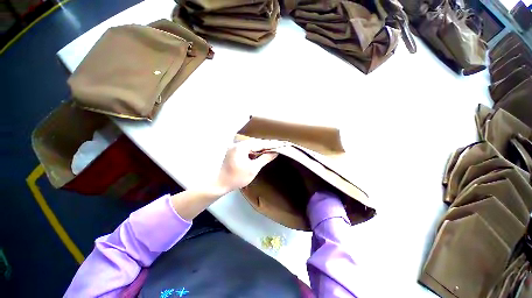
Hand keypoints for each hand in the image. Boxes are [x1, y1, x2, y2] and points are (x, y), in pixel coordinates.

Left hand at [211, 139, 280, 195]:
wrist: (220, 184)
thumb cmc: (237, 177)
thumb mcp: (253, 168)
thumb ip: (264, 159)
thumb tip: (275, 153)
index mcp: (242, 147)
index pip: (260, 143)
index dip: (272, 144)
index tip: (282, 143)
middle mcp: (237, 144)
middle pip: (256, 143)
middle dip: (267, 145)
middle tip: (278, 147)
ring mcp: (234, 147)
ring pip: (251, 146)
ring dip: (260, 148)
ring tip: (271, 150)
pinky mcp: (233, 152)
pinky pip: (246, 149)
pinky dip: (254, 152)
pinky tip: (259, 154)